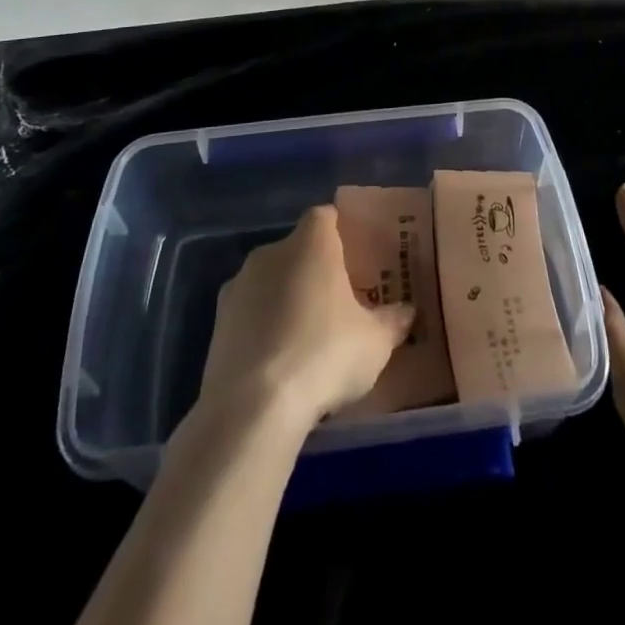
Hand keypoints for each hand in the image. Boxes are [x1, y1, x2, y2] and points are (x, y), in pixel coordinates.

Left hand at [196, 205, 414, 429]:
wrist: (253, 407)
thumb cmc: (325, 354)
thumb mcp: (375, 342)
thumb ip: (392, 321)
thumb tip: (407, 311)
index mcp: (312, 242)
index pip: (326, 217)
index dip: (340, 233)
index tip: (355, 259)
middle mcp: (271, 252)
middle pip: (297, 249)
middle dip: (314, 271)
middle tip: (337, 303)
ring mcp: (238, 286)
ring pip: (270, 282)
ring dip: (285, 300)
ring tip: (306, 339)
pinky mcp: (217, 323)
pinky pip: (248, 314)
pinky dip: (262, 329)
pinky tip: (278, 363)